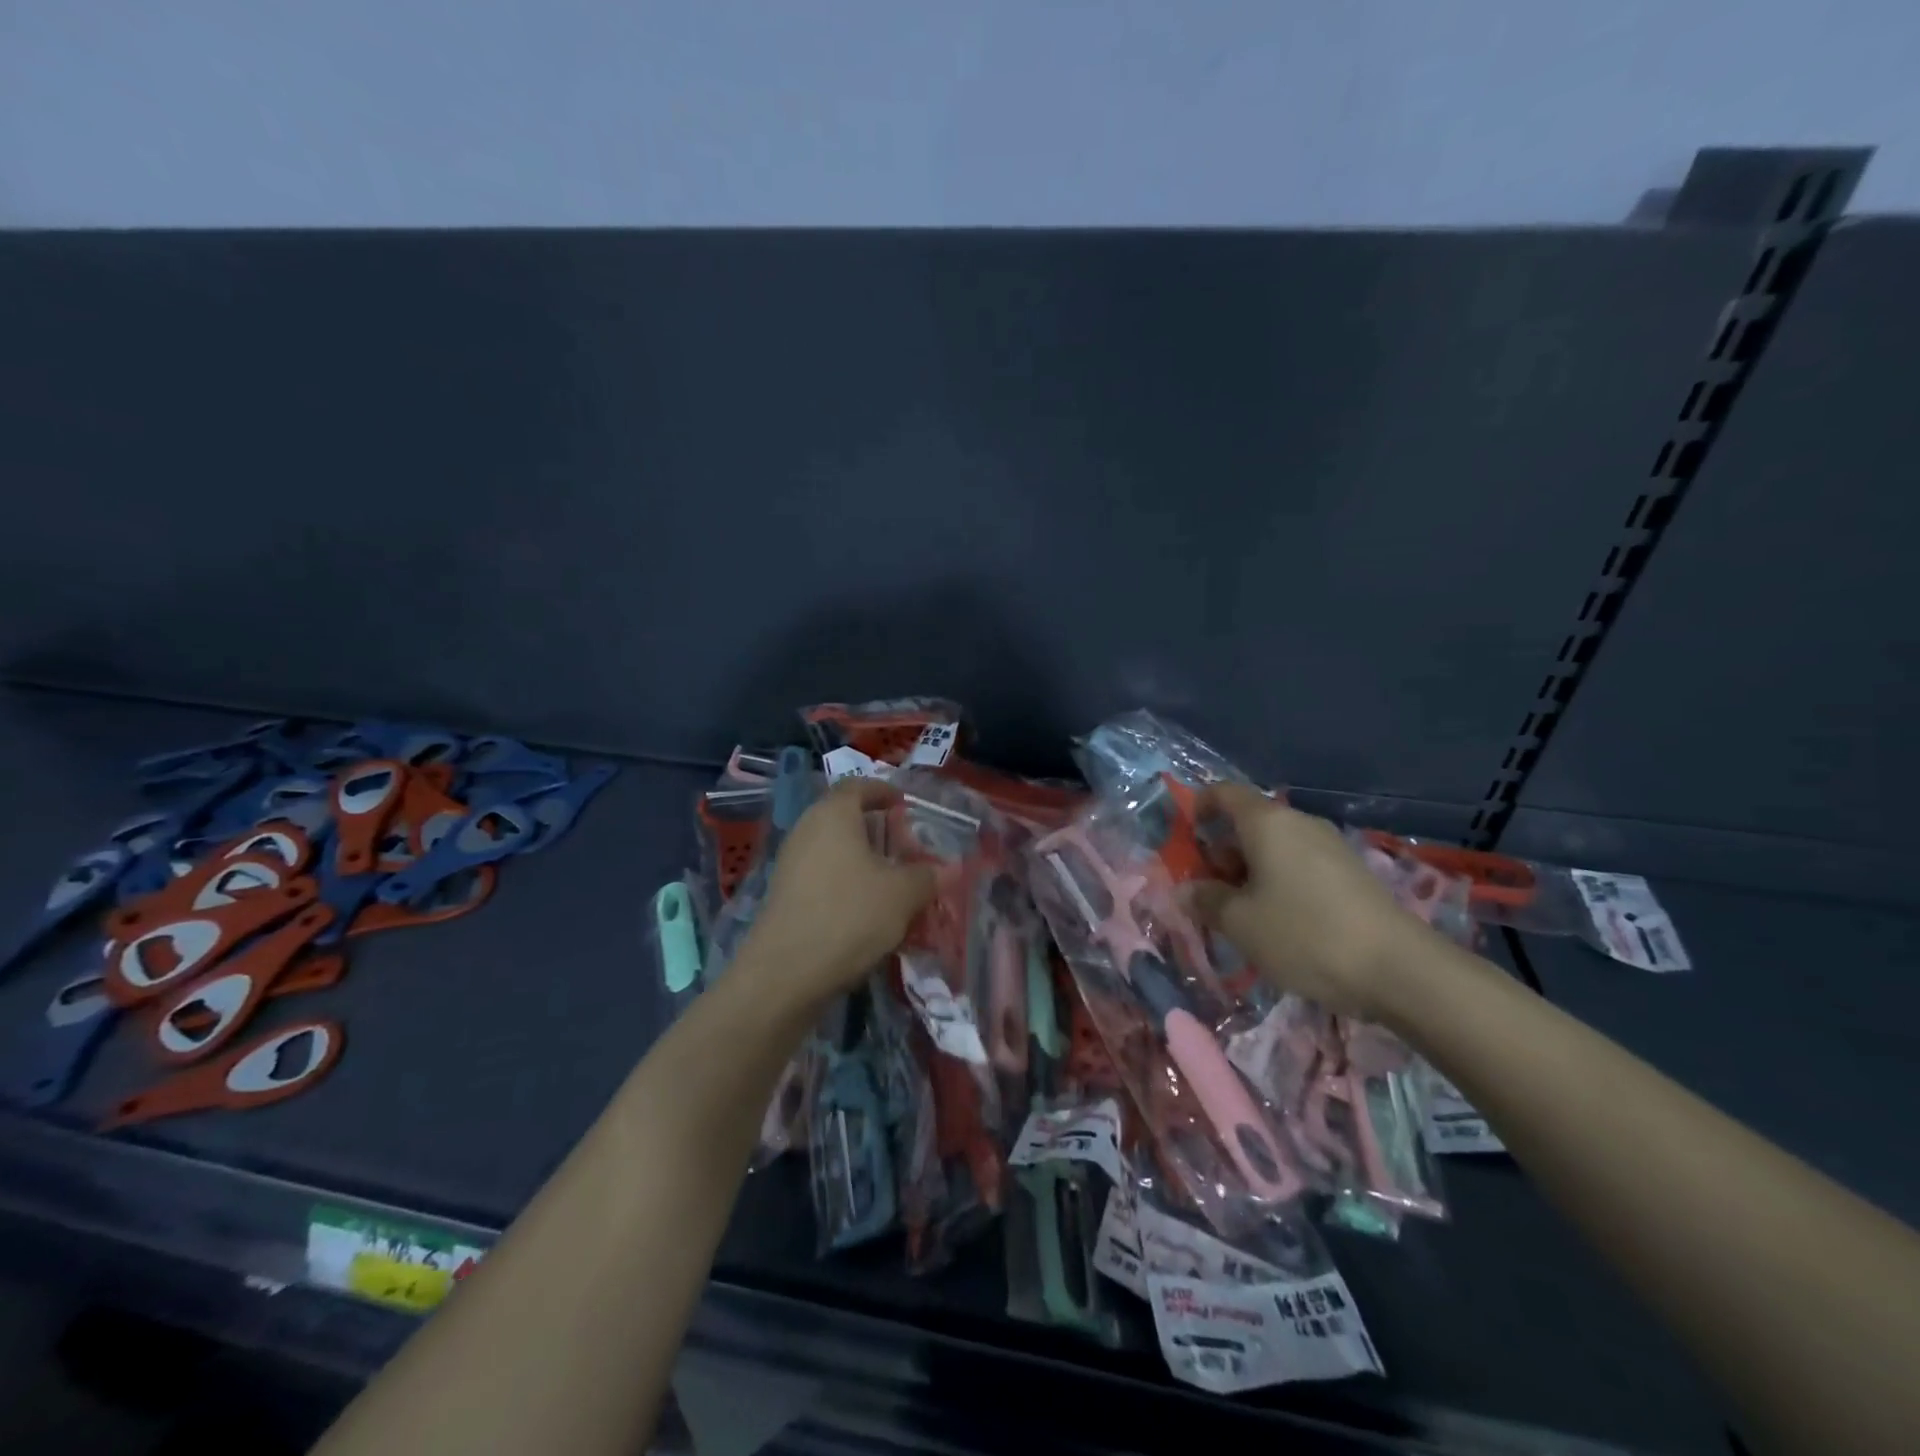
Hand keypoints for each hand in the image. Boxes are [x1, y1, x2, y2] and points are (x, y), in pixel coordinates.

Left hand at [737, 778, 936, 1008]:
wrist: (786, 972)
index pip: (858, 786)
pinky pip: (821, 875)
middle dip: (875, 829)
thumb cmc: (849, 915)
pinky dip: (845, 882)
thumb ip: (927, 876)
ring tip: (890, 880)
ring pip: (832, 849)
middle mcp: (806, 829)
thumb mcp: (902, 894)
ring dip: (861, 859)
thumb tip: (948, 869)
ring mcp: (790, 863)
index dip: (883, 791)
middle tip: (904, 846)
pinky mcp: (783, 895)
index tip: (903, 804)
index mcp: (833, 814)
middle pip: (843, 817)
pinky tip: (865, 909)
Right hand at [1185, 784, 1435, 1019]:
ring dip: (1250, 871)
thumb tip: (1186, 891)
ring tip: (1242, 914)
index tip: (1187, 840)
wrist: (1399, 970)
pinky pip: (1301, 865)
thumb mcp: (1240, 923)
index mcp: (1267, 822)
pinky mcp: (1352, 873)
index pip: (1224, 793)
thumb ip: (1206, 901)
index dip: (1199, 808)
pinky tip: (1281, 923)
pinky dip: (1280, 883)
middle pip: (1249, 822)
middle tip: (1209, 891)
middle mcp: (1300, 824)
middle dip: (1222, 851)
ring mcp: (1330, 847)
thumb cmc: (1304, 934)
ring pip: (1276, 847)